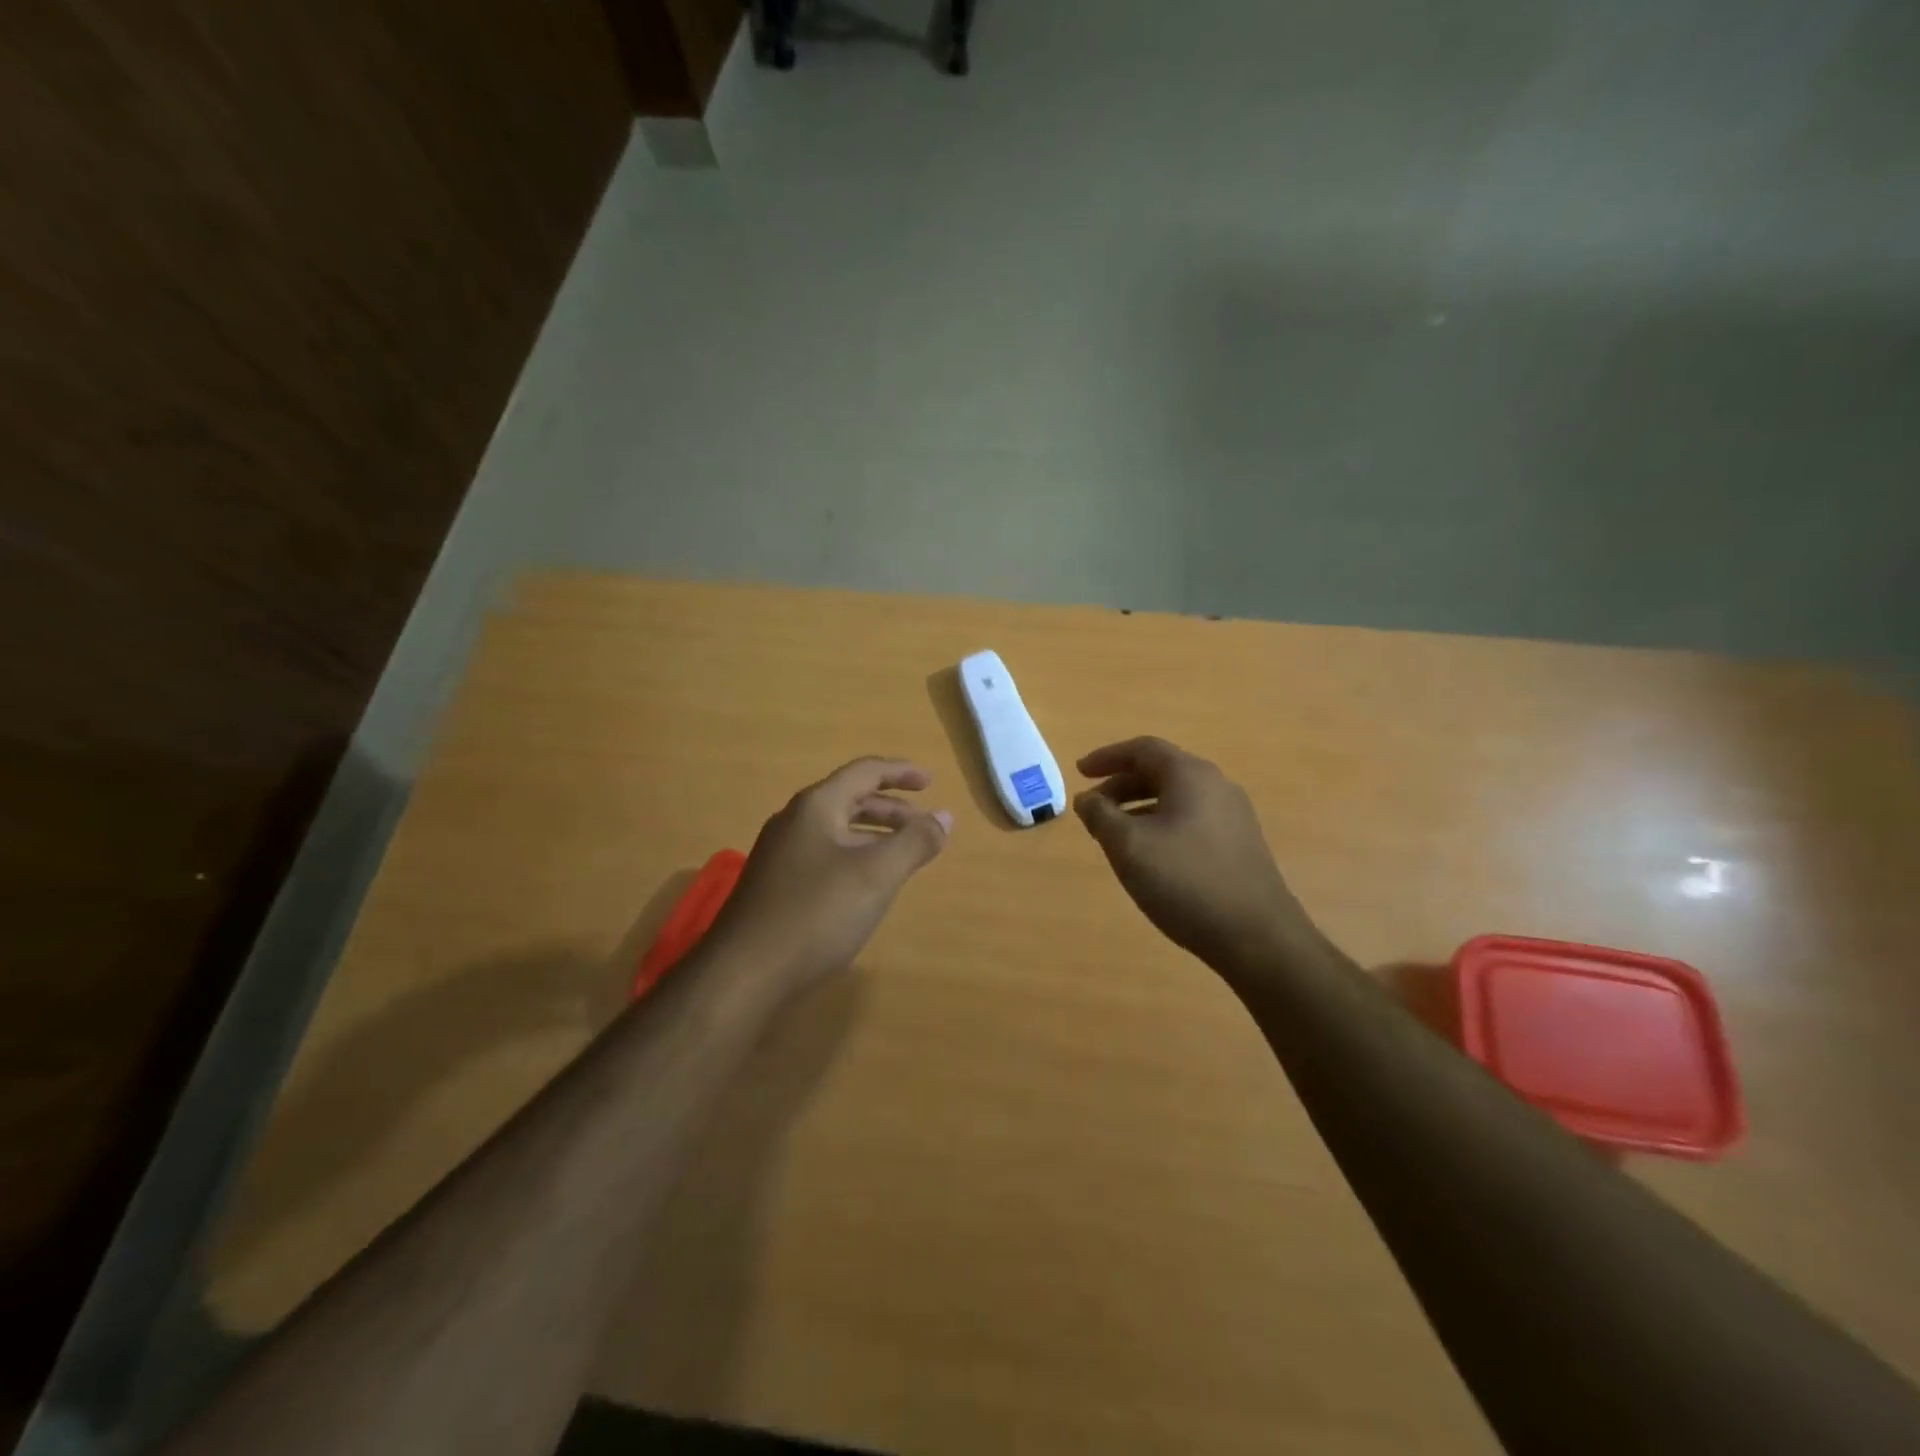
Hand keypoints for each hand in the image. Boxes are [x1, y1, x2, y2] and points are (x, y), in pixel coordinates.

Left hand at [706, 757, 952, 990]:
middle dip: (892, 809)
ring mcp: (781, 854)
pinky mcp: (776, 885)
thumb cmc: (816, 913)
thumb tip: (944, 817)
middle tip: (925, 825)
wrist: (744, 974)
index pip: (864, 772)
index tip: (930, 782)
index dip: (900, 773)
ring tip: (904, 855)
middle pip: (850, 799)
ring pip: (837, 830)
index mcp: (816, 806)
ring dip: (874, 835)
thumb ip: (914, 842)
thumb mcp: (877, 874)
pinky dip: (855, 857)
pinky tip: (866, 885)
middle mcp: (794, 822)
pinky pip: (824, 855)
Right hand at [1073, 736, 1316, 975]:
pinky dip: (1161, 824)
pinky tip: (1150, 856)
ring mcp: (1233, 816)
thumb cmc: (1185, 882)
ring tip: (1115, 835)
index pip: (1143, 749)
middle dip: (1121, 785)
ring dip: (1139, 807)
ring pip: (1176, 797)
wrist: (1258, 937)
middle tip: (1093, 809)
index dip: (1107, 757)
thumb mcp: (1128, 846)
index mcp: (1190, 775)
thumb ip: (1100, 816)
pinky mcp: (1240, 844)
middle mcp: (1216, 786)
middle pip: (1161, 771)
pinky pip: (1191, 819)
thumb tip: (1087, 799)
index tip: (1080, 773)